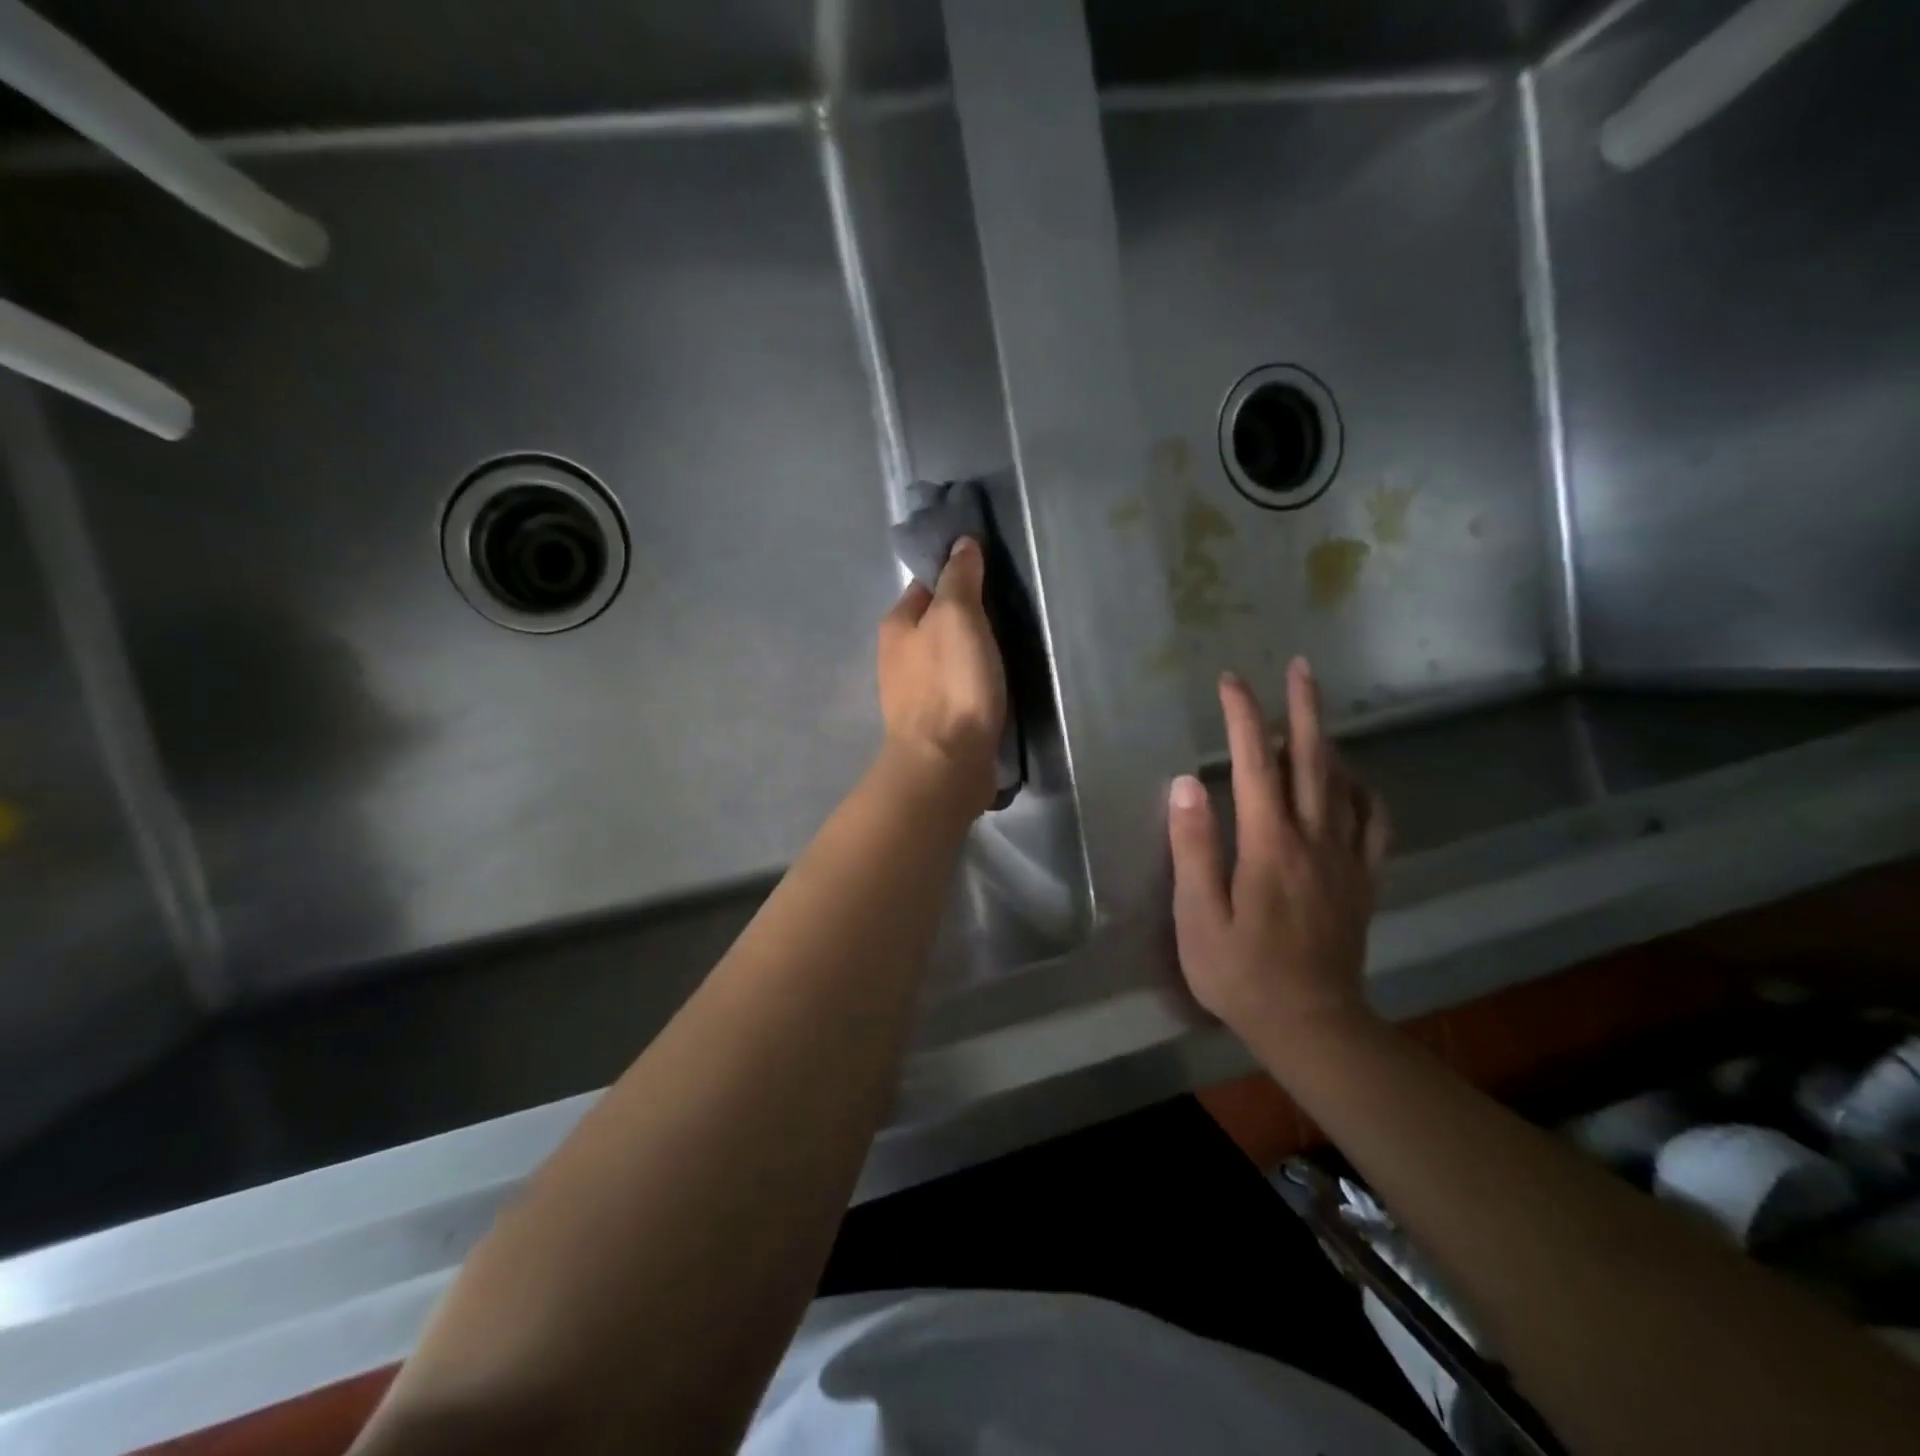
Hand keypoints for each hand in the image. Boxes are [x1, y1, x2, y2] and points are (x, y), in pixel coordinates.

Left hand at [876, 537, 1006, 817]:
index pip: (927, 584)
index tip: (993, 573)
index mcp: (897, 624)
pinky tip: (995, 684)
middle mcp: (898, 656)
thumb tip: (961, 543)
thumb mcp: (957, 616)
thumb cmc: (950, 683)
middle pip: (937, 622)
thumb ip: (959, 578)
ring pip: (947, 656)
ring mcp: (914, 692)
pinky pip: (957, 687)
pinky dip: (974, 681)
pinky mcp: (935, 722)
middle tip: (1009, 611)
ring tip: (1010, 646)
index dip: (957, 574)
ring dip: (972, 650)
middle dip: (968, 615)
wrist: (945, 764)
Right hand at [1166, 659, 1390, 1044]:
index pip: (1255, 763)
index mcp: (1268, 844)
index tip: (1231, 682)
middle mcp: (1313, 839)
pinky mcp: (1362, 881)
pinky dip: (1365, 792)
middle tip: (1301, 667)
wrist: (1311, 1024)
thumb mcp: (1198, 916)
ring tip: (1315, 714)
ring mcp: (1344, 859)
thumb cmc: (1240, 973)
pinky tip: (1353, 782)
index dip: (1242, 717)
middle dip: (1303, 708)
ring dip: (1329, 741)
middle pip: (1311, 760)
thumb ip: (1193, 847)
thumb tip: (1187, 784)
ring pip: (1343, 784)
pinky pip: (1373, 824)